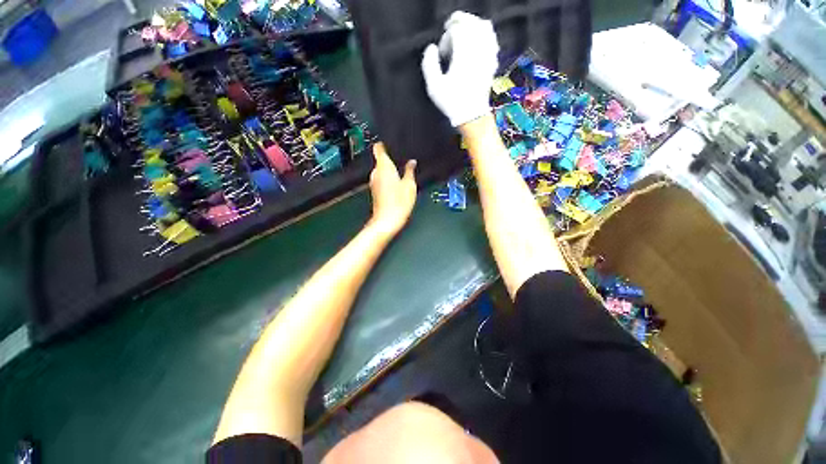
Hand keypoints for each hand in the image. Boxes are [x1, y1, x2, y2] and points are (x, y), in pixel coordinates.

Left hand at [368, 143, 416, 235]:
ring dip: (390, 171)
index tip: (390, 143)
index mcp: (383, 166)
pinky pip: (382, 180)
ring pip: (382, 171)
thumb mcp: (410, 184)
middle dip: (391, 160)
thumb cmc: (399, 202)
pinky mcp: (375, 191)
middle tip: (404, 160)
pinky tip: (398, 185)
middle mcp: (376, 173)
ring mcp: (374, 182)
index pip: (378, 148)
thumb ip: (410, 171)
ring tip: (403, 173)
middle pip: (381, 160)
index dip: (384, 144)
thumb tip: (411, 162)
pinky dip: (388, 180)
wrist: (387, 221)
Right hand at [421, 11, 499, 127]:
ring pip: (484, 27)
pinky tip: (479, 40)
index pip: (455, 31)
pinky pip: (492, 40)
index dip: (445, 38)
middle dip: (459, 21)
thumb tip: (431, 48)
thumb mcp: (434, 86)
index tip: (441, 53)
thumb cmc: (452, 102)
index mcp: (462, 54)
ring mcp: (487, 55)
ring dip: (472, 24)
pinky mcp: (492, 62)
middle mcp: (477, 50)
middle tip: (449, 27)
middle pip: (471, 22)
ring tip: (464, 29)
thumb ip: (429, 64)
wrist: (471, 116)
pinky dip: (485, 35)